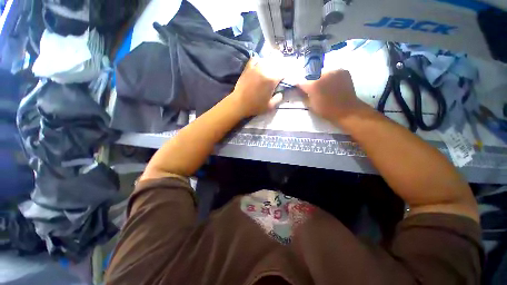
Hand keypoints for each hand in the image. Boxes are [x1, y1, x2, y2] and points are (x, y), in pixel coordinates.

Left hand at [229, 58, 282, 116]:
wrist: (239, 104)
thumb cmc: (255, 106)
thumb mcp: (270, 106)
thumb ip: (278, 98)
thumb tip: (280, 92)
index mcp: (272, 80)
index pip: (283, 72)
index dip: (284, 76)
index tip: (283, 81)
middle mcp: (265, 70)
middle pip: (276, 64)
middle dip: (279, 69)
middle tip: (277, 76)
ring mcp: (255, 68)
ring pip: (266, 60)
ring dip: (270, 65)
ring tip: (269, 71)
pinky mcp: (248, 68)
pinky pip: (255, 59)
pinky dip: (258, 61)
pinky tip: (259, 66)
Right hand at [298, 69, 369, 122]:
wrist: (346, 110)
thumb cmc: (326, 110)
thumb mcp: (310, 105)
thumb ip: (303, 95)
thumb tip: (299, 90)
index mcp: (313, 84)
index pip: (301, 82)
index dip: (299, 86)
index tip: (299, 89)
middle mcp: (323, 74)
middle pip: (311, 75)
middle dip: (310, 81)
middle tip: (312, 89)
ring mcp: (334, 71)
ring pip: (322, 73)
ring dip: (320, 78)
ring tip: (323, 86)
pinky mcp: (342, 71)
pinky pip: (332, 72)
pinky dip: (330, 77)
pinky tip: (332, 84)